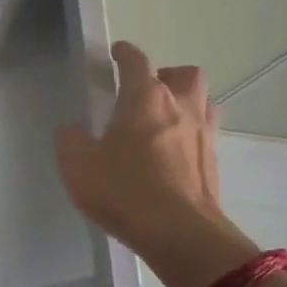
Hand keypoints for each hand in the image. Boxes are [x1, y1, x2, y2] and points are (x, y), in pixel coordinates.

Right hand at [56, 41, 256, 286]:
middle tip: (147, 92)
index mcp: (146, 98)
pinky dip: (191, 136)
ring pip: (202, 102)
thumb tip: (73, 130)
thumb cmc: (126, 191)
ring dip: (186, 103)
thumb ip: (71, 141)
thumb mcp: (79, 166)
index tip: (117, 52)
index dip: (125, 53)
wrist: (182, 234)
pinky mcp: (214, 163)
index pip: (136, 61)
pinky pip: (205, 135)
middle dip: (166, 76)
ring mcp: (204, 134)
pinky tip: (175, 155)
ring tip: (165, 121)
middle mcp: (181, 106)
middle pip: (184, 75)